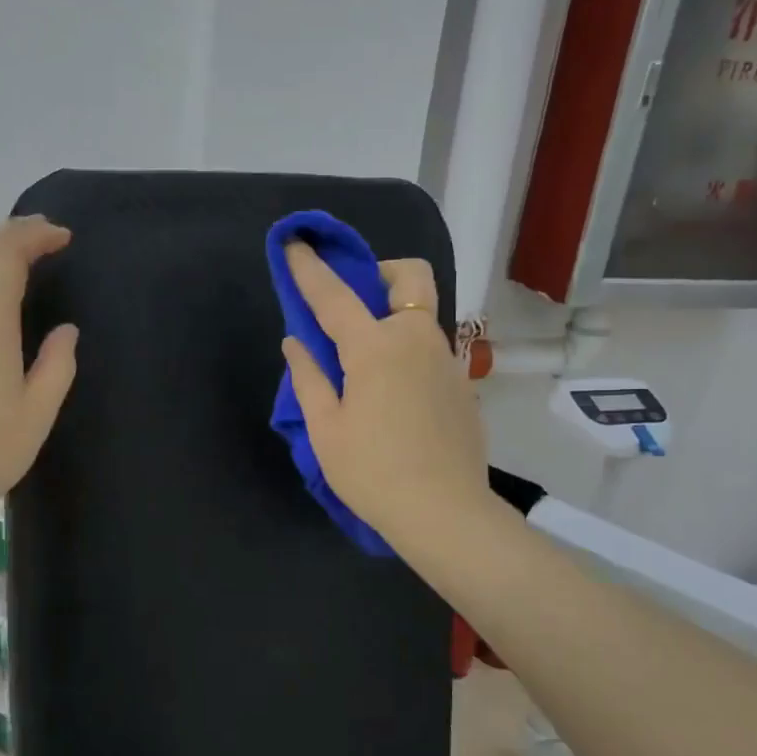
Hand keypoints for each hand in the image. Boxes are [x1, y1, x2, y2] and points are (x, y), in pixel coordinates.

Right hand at [281, 243, 488, 548]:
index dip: (309, 268)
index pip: (334, 295)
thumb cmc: (372, 472)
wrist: (444, 513)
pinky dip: (409, 354)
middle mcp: (417, 340)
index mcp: (375, 348)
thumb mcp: (325, 429)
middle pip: (411, 278)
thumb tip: (297, 342)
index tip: (294, 242)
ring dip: (394, 319)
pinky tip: (396, 399)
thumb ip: (309, 378)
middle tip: (356, 304)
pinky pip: (432, 352)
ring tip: (367, 366)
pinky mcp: (463, 387)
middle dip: (382, 273)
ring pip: (422, 317)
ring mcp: (447, 362)